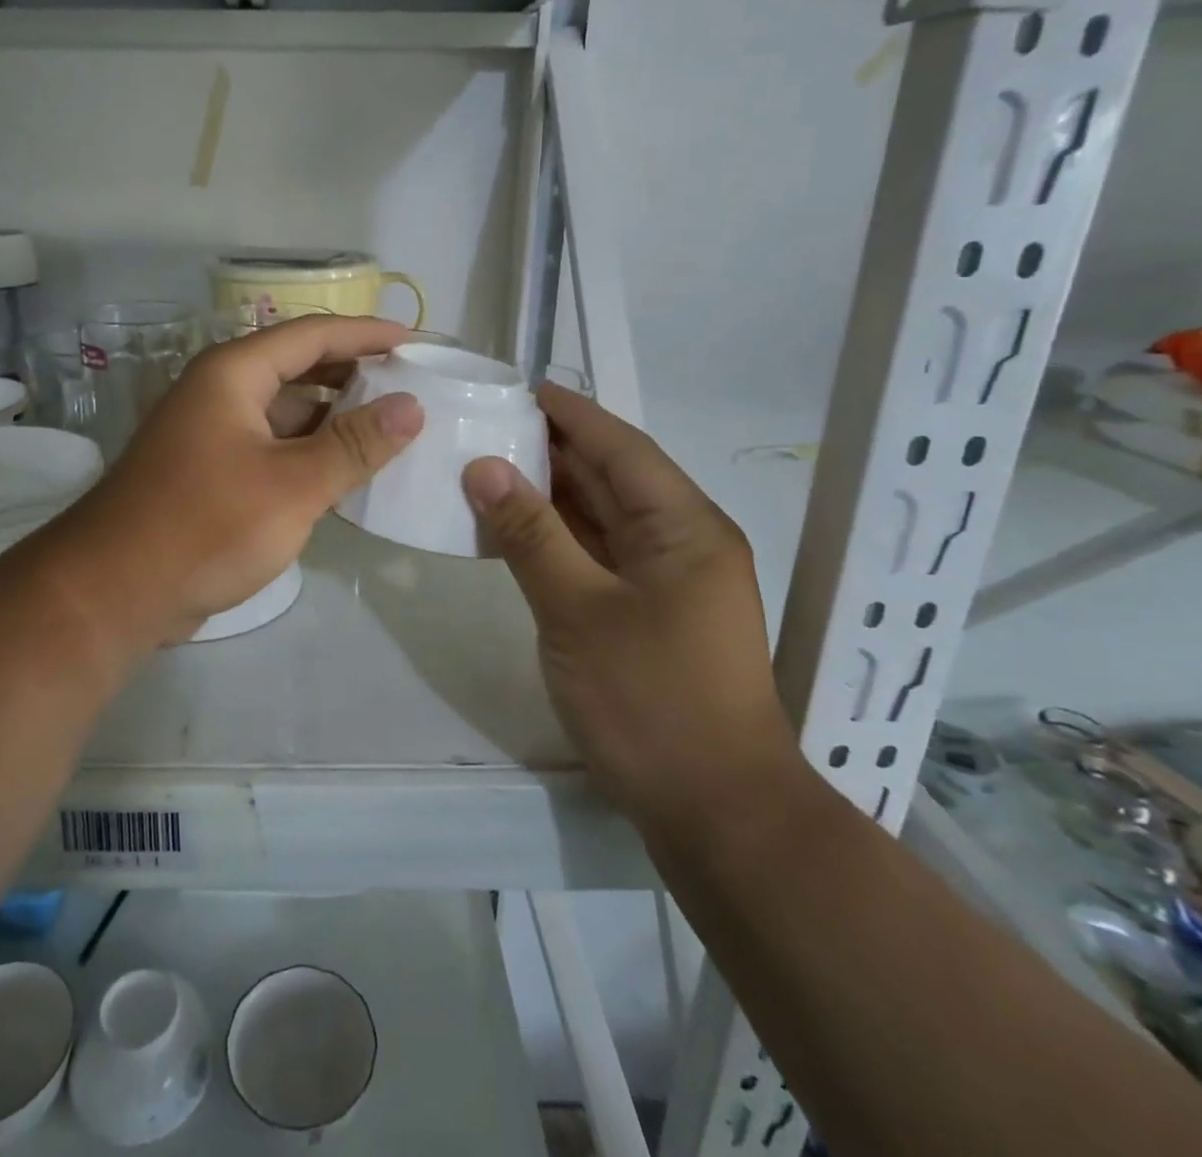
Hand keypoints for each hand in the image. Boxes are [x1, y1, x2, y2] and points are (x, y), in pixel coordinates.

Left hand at [40, 315, 424, 648]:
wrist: (115, 592)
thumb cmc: (206, 526)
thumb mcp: (292, 485)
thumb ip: (354, 445)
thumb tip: (412, 406)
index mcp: (233, 374)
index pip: (311, 334)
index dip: (366, 334)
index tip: (415, 343)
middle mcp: (221, 393)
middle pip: (299, 368)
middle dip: (354, 375)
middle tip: (411, 388)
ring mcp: (214, 434)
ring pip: (288, 412)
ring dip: (336, 420)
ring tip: (392, 431)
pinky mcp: (213, 473)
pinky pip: (274, 448)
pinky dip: (311, 454)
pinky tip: (348, 474)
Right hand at [461, 385, 798, 839]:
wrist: (717, 813)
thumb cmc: (651, 702)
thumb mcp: (578, 611)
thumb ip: (530, 534)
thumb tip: (485, 468)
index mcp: (684, 526)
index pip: (621, 447)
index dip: (569, 414)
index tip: (517, 387)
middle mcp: (683, 542)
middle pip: (612, 477)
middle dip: (552, 450)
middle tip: (487, 425)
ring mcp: (669, 581)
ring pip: (603, 518)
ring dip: (551, 495)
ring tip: (488, 468)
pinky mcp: (650, 615)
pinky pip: (599, 556)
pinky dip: (558, 539)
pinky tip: (514, 532)